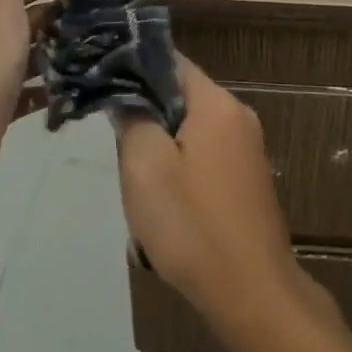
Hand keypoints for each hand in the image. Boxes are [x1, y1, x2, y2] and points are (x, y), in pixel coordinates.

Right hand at [115, 57, 325, 340]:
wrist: (250, 290)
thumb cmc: (192, 224)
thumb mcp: (145, 166)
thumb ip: (133, 118)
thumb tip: (127, 93)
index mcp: (218, 104)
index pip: (170, 61)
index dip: (133, 67)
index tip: (101, 84)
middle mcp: (239, 117)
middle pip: (180, 96)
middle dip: (146, 115)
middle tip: (117, 146)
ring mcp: (248, 149)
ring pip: (189, 130)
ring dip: (160, 149)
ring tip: (138, 182)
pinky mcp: (247, 179)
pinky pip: (204, 157)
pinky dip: (180, 170)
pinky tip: (165, 204)